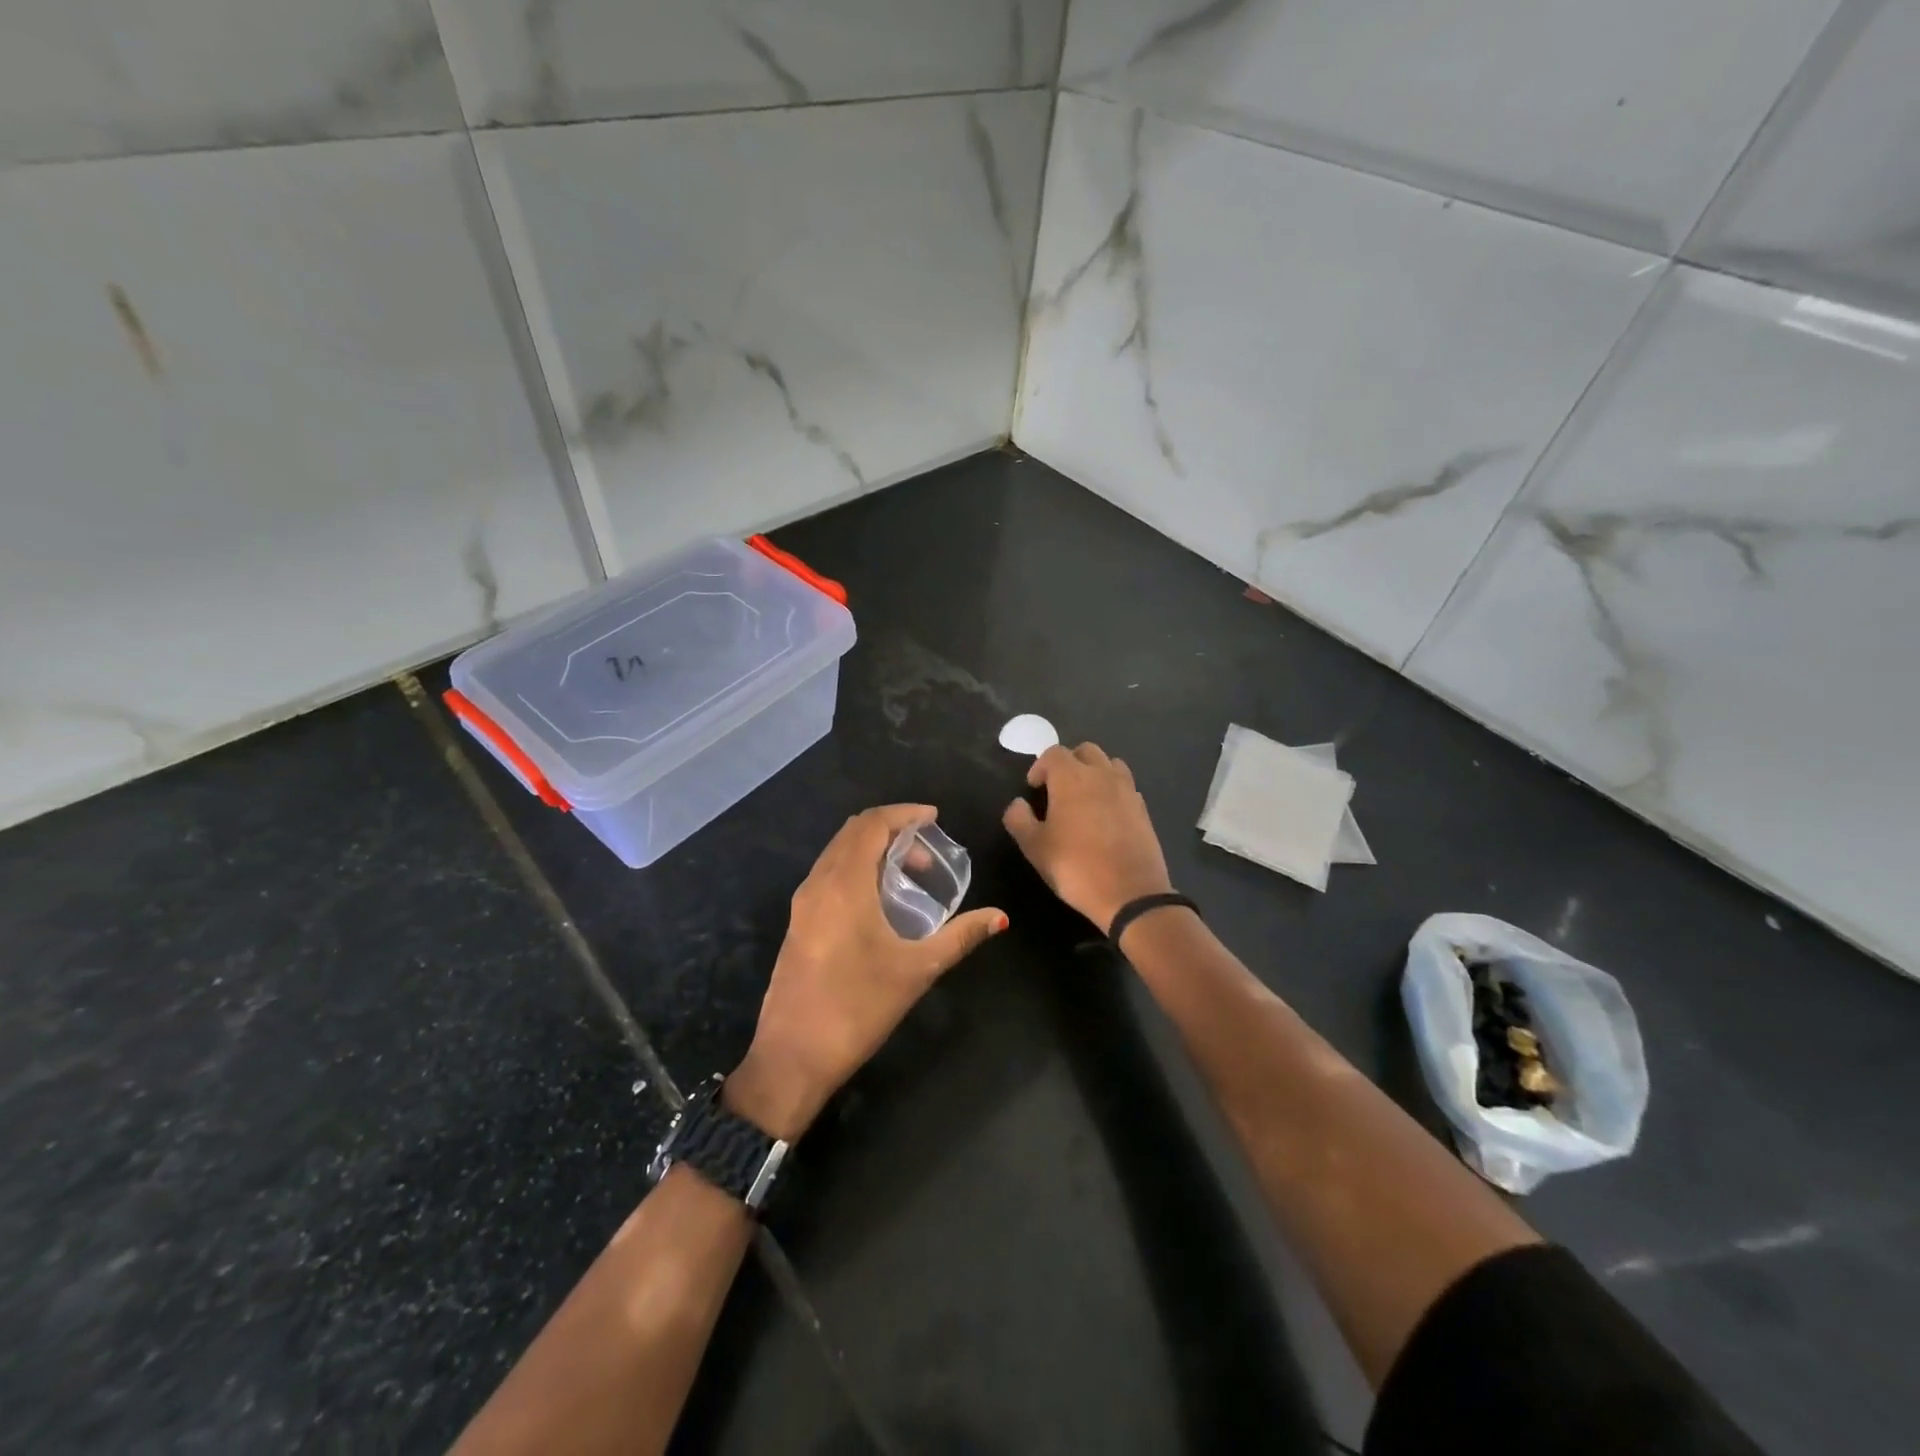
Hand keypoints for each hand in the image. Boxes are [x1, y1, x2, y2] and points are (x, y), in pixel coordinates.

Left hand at [726, 805, 1006, 1140]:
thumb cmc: (858, 1007)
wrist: (792, 1057)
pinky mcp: (797, 923)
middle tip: (926, 853)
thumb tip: (1000, 917)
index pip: (871, 824)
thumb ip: (960, 937)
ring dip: (872, 850)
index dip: (904, 813)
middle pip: (852, 832)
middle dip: (891, 830)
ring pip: (837, 853)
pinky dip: (856, 869)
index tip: (934, 818)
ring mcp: (802, 904)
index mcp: (844, 884)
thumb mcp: (917, 970)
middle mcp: (818, 883)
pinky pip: (828, 875)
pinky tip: (879, 901)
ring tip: (909, 875)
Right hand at [1002, 743, 1172, 931]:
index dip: (1040, 767)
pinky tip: (1106, 815)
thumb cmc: (1075, 867)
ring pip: (1110, 763)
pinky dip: (1113, 790)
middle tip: (1058, 788)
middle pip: (1085, 751)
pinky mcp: (1143, 808)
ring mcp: (1127, 789)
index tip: (1033, 789)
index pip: (1053, 753)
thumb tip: (1018, 803)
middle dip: (1069, 763)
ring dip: (1094, 772)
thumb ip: (1019, 819)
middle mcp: (1101, 774)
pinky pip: (1125, 786)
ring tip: (1084, 797)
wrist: (1131, 894)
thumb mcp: (1034, 847)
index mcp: (1071, 777)